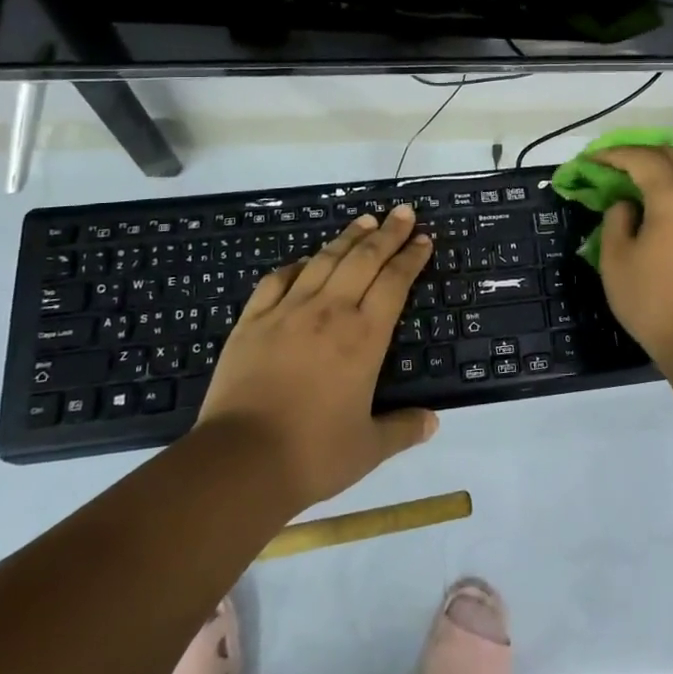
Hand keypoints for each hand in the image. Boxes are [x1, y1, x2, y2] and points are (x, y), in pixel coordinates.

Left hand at [196, 207, 437, 512]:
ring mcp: (288, 312)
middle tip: (403, 212)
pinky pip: (278, 279)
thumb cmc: (312, 454)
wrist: (239, 461)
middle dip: (388, 233)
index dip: (411, 257)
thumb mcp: (368, 448)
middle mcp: (330, 312)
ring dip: (347, 237)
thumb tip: (433, 422)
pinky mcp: (252, 321)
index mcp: (364, 337)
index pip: (395, 282)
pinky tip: (304, 260)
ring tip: (364, 220)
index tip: (423, 238)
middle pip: (364, 259)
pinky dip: (296, 264)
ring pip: (324, 260)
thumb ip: (402, 429)